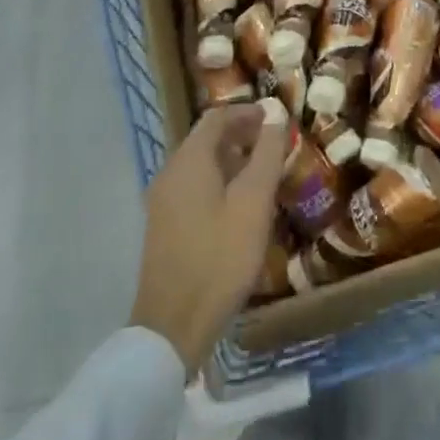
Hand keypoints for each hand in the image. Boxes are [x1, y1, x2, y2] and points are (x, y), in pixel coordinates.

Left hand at [128, 103, 285, 375]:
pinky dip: (218, 182)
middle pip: (206, 139)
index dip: (248, 112)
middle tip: (275, 146)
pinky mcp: (164, 226)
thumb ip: (266, 153)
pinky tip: (240, 206)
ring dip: (231, 160)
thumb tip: (275, 112)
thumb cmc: (220, 258)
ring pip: (200, 164)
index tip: (277, 120)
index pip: (217, 117)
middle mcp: (170, 172)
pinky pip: (193, 187)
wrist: (173, 327)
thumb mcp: (253, 202)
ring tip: (264, 174)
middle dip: (241, 135)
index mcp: (189, 160)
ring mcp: (162, 201)